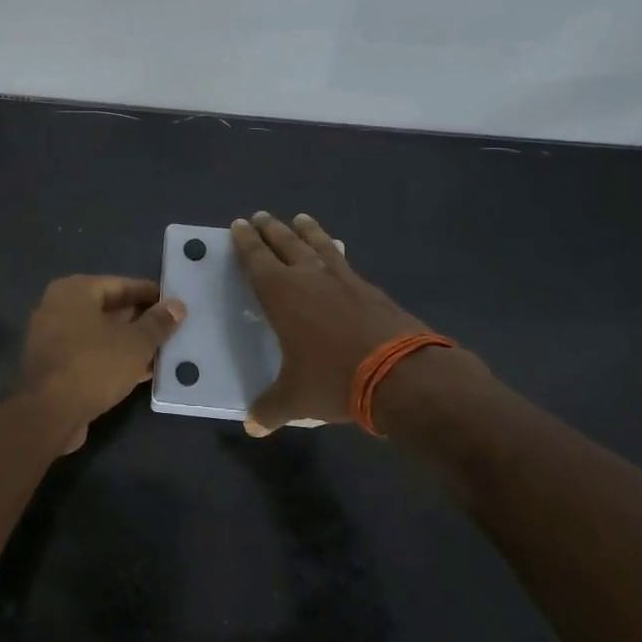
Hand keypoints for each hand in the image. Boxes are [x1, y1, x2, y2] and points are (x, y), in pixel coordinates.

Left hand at [19, 276, 186, 451]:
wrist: (49, 414)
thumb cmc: (94, 366)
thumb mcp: (135, 343)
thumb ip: (158, 322)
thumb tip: (177, 305)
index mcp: (73, 291)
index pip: (120, 284)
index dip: (150, 294)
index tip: (174, 303)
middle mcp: (57, 308)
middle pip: (108, 309)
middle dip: (140, 320)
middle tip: (173, 328)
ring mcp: (52, 339)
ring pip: (100, 335)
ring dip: (130, 343)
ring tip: (164, 350)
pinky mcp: (54, 366)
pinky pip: (91, 355)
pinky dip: (114, 359)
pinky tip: (143, 371)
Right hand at [232, 211, 469, 435]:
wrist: (402, 375)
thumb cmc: (335, 380)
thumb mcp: (295, 399)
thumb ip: (270, 409)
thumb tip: (252, 426)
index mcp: (282, 295)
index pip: (257, 260)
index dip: (245, 242)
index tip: (239, 225)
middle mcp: (310, 278)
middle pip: (286, 244)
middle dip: (271, 229)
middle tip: (260, 216)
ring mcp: (345, 280)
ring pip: (320, 246)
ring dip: (307, 231)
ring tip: (300, 219)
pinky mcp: (372, 290)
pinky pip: (345, 262)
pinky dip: (335, 253)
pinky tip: (338, 256)